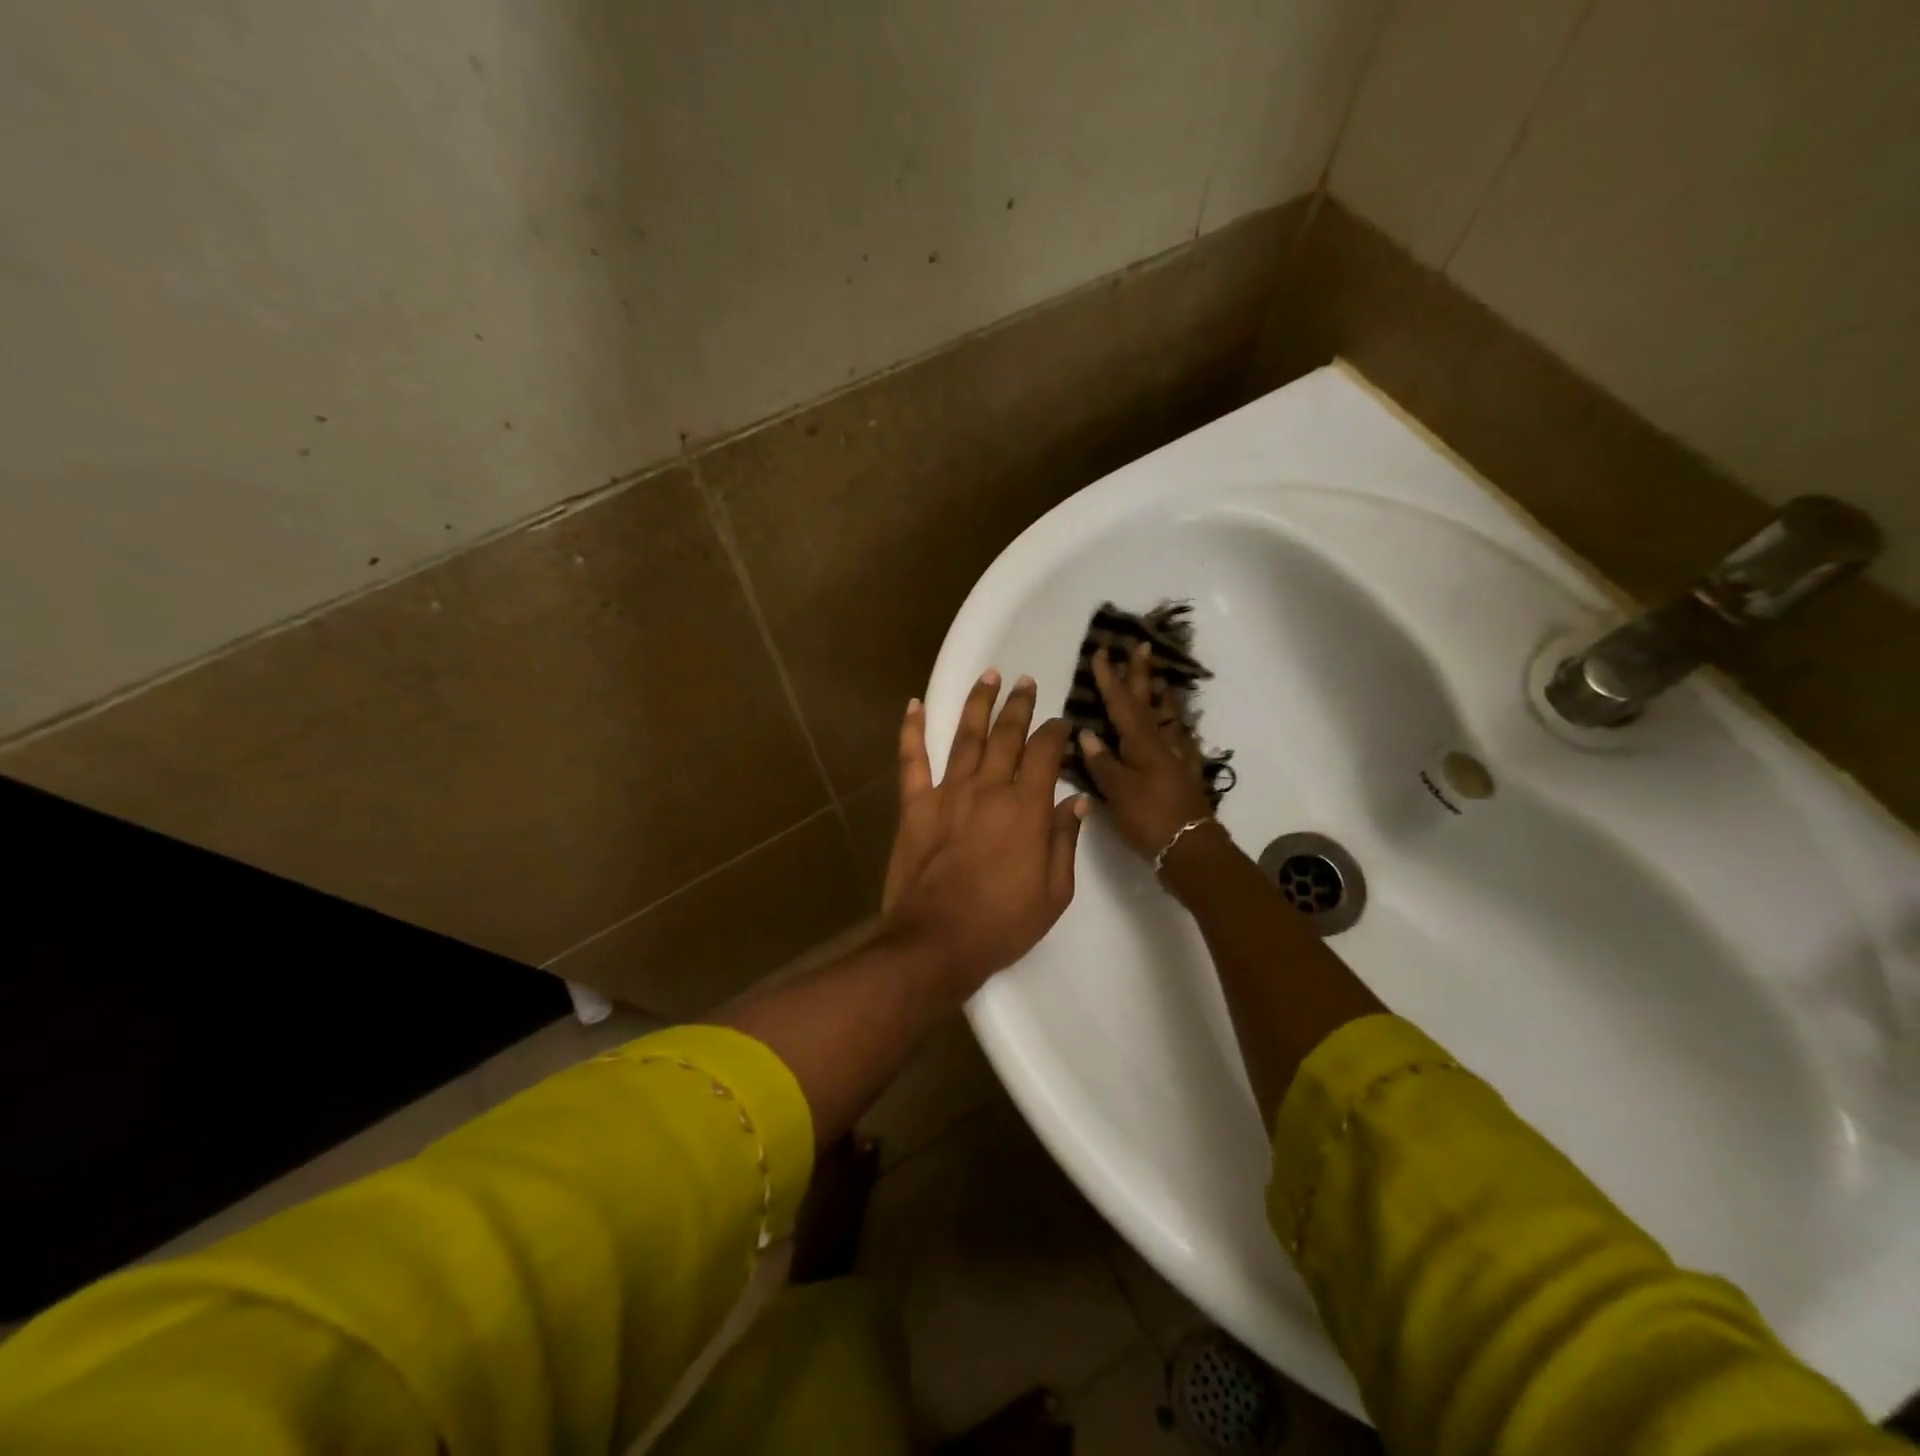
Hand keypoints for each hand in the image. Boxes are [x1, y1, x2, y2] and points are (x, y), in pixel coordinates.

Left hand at [882, 670, 1088, 994]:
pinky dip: (911, 730)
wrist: (937, 942)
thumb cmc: (1003, 923)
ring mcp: (948, 793)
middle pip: (1007, 734)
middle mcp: (988, 788)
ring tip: (989, 675)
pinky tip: (913, 705)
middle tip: (1026, 682)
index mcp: (1026, 808)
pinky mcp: (915, 806)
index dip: (1056, 732)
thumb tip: (1076, 800)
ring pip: (965, 736)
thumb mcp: (1055, 892)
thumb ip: (1064, 840)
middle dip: (1019, 705)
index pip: (1045, 753)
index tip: (1063, 723)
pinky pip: (912, 760)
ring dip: (978, 703)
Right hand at [1078, 642, 1216, 861]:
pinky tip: (1175, 728)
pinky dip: (1174, 727)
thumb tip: (1087, 732)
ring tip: (1157, 677)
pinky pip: (1177, 739)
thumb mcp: (1118, 792)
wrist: (1192, 848)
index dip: (1109, 678)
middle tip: (1141, 646)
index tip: (1101, 652)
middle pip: (1148, 701)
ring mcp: (1176, 758)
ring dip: (1160, 695)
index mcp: (1141, 743)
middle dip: (1140, 673)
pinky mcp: (1183, 774)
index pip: (1121, 703)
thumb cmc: (1149, 818)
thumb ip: (1102, 762)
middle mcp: (1160, 743)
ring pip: (1166, 718)